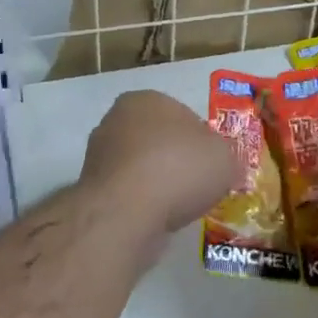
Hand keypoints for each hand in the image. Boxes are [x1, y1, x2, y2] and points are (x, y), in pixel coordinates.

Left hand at [80, 90, 236, 236]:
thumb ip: (224, 156)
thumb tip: (219, 165)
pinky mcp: (92, 189)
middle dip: (175, 160)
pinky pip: (128, 193)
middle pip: (157, 140)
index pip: (181, 115)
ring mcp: (99, 155)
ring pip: (141, 168)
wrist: (127, 212)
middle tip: (198, 185)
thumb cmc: (179, 168)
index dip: (201, 140)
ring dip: (158, 184)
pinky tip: (157, 218)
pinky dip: (143, 204)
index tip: (212, 164)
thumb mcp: (224, 157)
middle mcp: (116, 120)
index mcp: (147, 99)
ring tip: (179, 207)